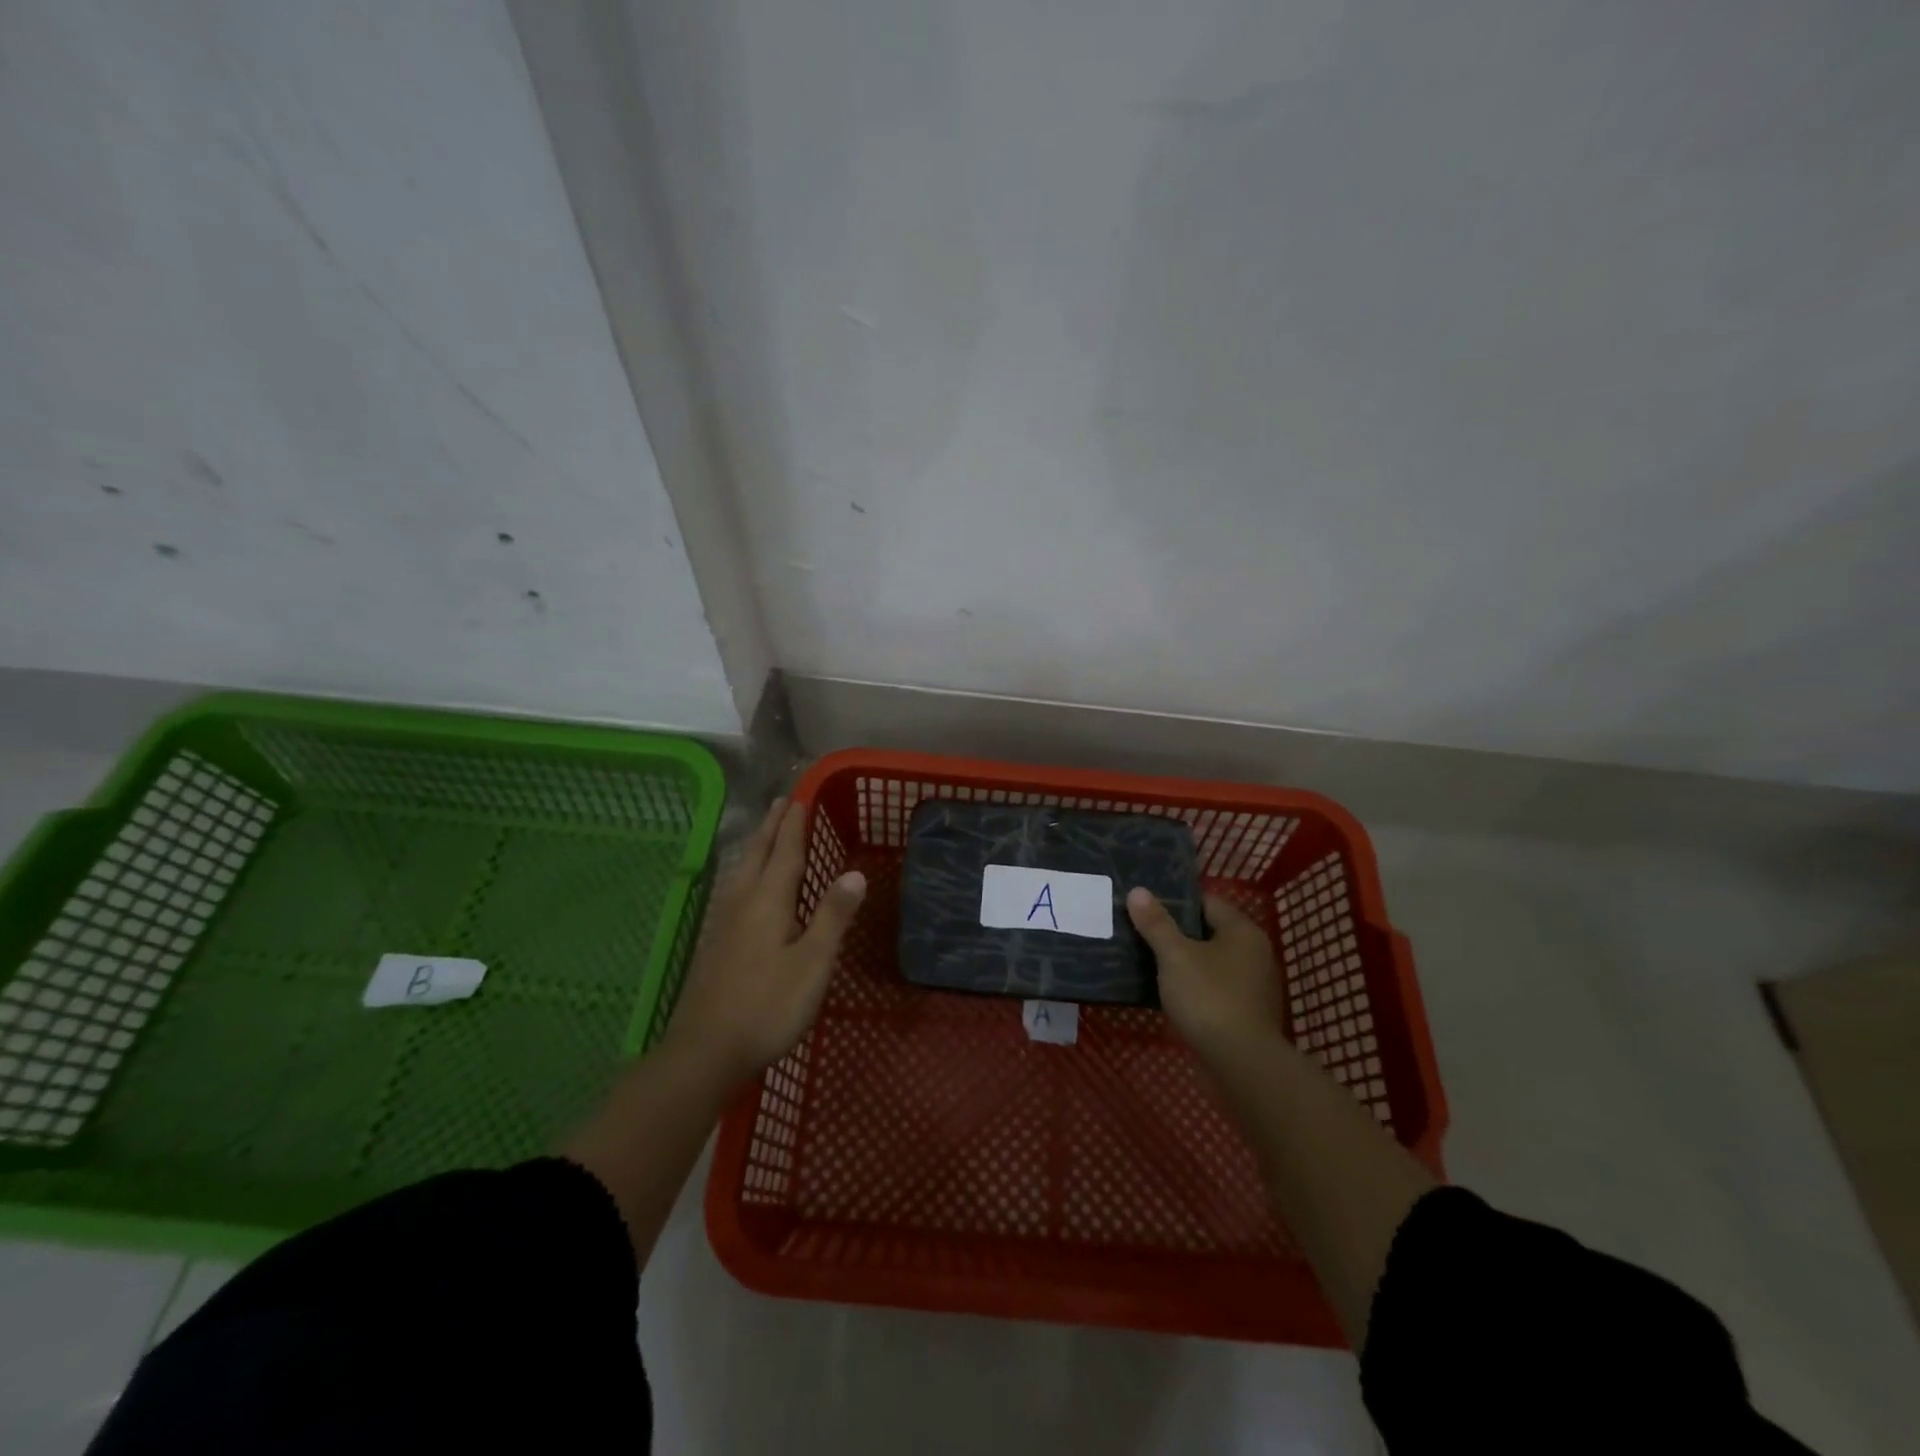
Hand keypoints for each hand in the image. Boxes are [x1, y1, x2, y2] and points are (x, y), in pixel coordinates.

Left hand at [664, 798, 866, 1086]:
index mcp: (767, 901)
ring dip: (757, 845)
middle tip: (782, 802)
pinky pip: (734, 888)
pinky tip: (744, 886)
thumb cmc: (767, 1006)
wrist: (705, 1051)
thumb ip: (833, 916)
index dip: (795, 825)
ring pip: (742, 870)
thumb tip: (855, 872)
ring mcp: (724, 923)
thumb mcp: (813, 963)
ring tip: (766, 833)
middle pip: (758, 854)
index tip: (801, 797)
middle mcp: (742, 902)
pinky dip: (746, 870)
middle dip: (772, 827)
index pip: (785, 852)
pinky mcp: (715, 944)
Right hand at [1127, 888, 1286, 1067]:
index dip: (1176, 902)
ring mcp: (1253, 984)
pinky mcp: (1247, 1011)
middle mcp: (1254, 952)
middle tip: (1141, 932)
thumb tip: (1137, 891)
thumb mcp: (1175, 956)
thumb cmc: (1209, 998)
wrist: (1241, 1063)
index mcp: (1242, 930)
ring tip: (1149, 961)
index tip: (1146, 907)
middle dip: (1177, 932)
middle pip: (1209, 931)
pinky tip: (1170, 992)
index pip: (1207, 902)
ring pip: (1211, 961)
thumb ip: (1156, 923)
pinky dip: (1195, 985)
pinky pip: (1215, 986)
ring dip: (1185, 961)